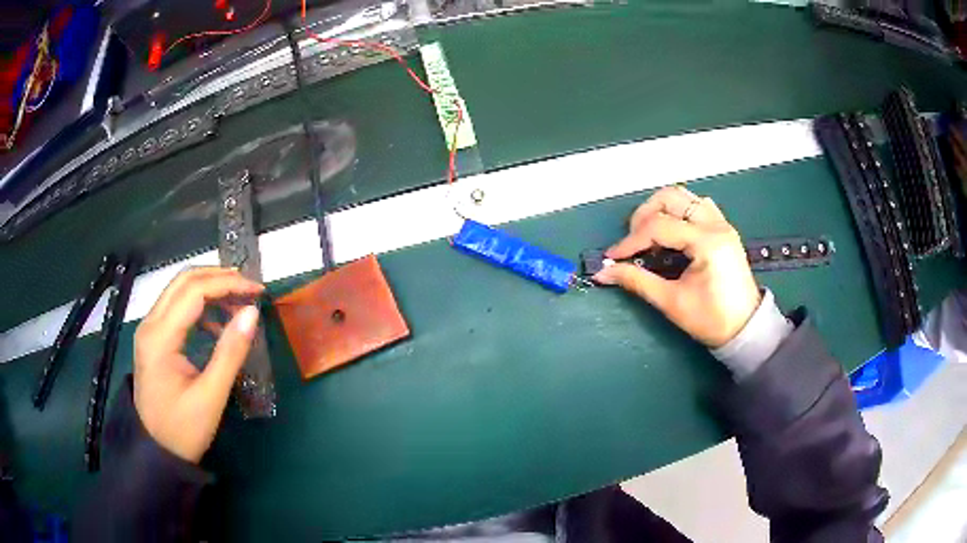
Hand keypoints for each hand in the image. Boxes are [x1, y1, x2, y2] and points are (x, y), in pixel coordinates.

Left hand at [133, 267, 264, 462]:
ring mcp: (149, 330)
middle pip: (184, 281)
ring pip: (179, 291)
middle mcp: (150, 324)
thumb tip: (252, 313)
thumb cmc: (183, 429)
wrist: (156, 451)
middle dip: (219, 278)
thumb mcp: (211, 396)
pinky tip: (217, 325)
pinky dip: (200, 307)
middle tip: (249, 289)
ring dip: (210, 290)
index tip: (258, 291)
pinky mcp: (153, 339)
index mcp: (160, 337)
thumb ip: (230, 352)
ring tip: (238, 305)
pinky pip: (176, 308)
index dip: (228, 284)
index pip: (194, 291)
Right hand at [594, 186, 760, 347]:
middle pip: (671, 198)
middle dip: (644, 215)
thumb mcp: (672, 302)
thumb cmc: (711, 319)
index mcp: (707, 242)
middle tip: (632, 241)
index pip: (659, 227)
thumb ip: (637, 281)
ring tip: (648, 234)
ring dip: (661, 209)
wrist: (745, 328)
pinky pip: (697, 205)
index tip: (612, 257)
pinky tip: (671, 231)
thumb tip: (604, 273)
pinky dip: (679, 211)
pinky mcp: (723, 228)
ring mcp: (721, 223)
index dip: (631, 240)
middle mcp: (715, 224)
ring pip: (684, 197)